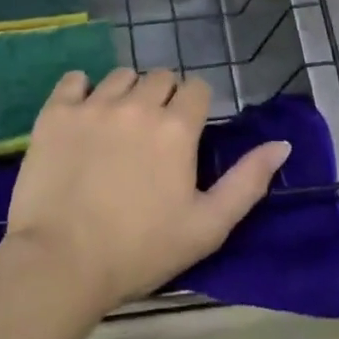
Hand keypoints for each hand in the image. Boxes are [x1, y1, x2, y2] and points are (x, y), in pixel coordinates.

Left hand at [4, 68, 290, 313]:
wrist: (61, 262)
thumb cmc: (140, 251)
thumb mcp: (207, 226)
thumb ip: (248, 182)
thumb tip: (281, 145)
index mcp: (177, 128)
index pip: (196, 89)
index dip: (195, 109)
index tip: (185, 136)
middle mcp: (137, 104)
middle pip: (160, 77)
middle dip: (163, 99)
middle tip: (152, 136)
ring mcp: (93, 104)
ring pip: (121, 76)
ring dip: (126, 94)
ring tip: (118, 128)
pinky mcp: (56, 111)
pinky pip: (75, 79)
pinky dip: (82, 91)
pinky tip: (82, 117)